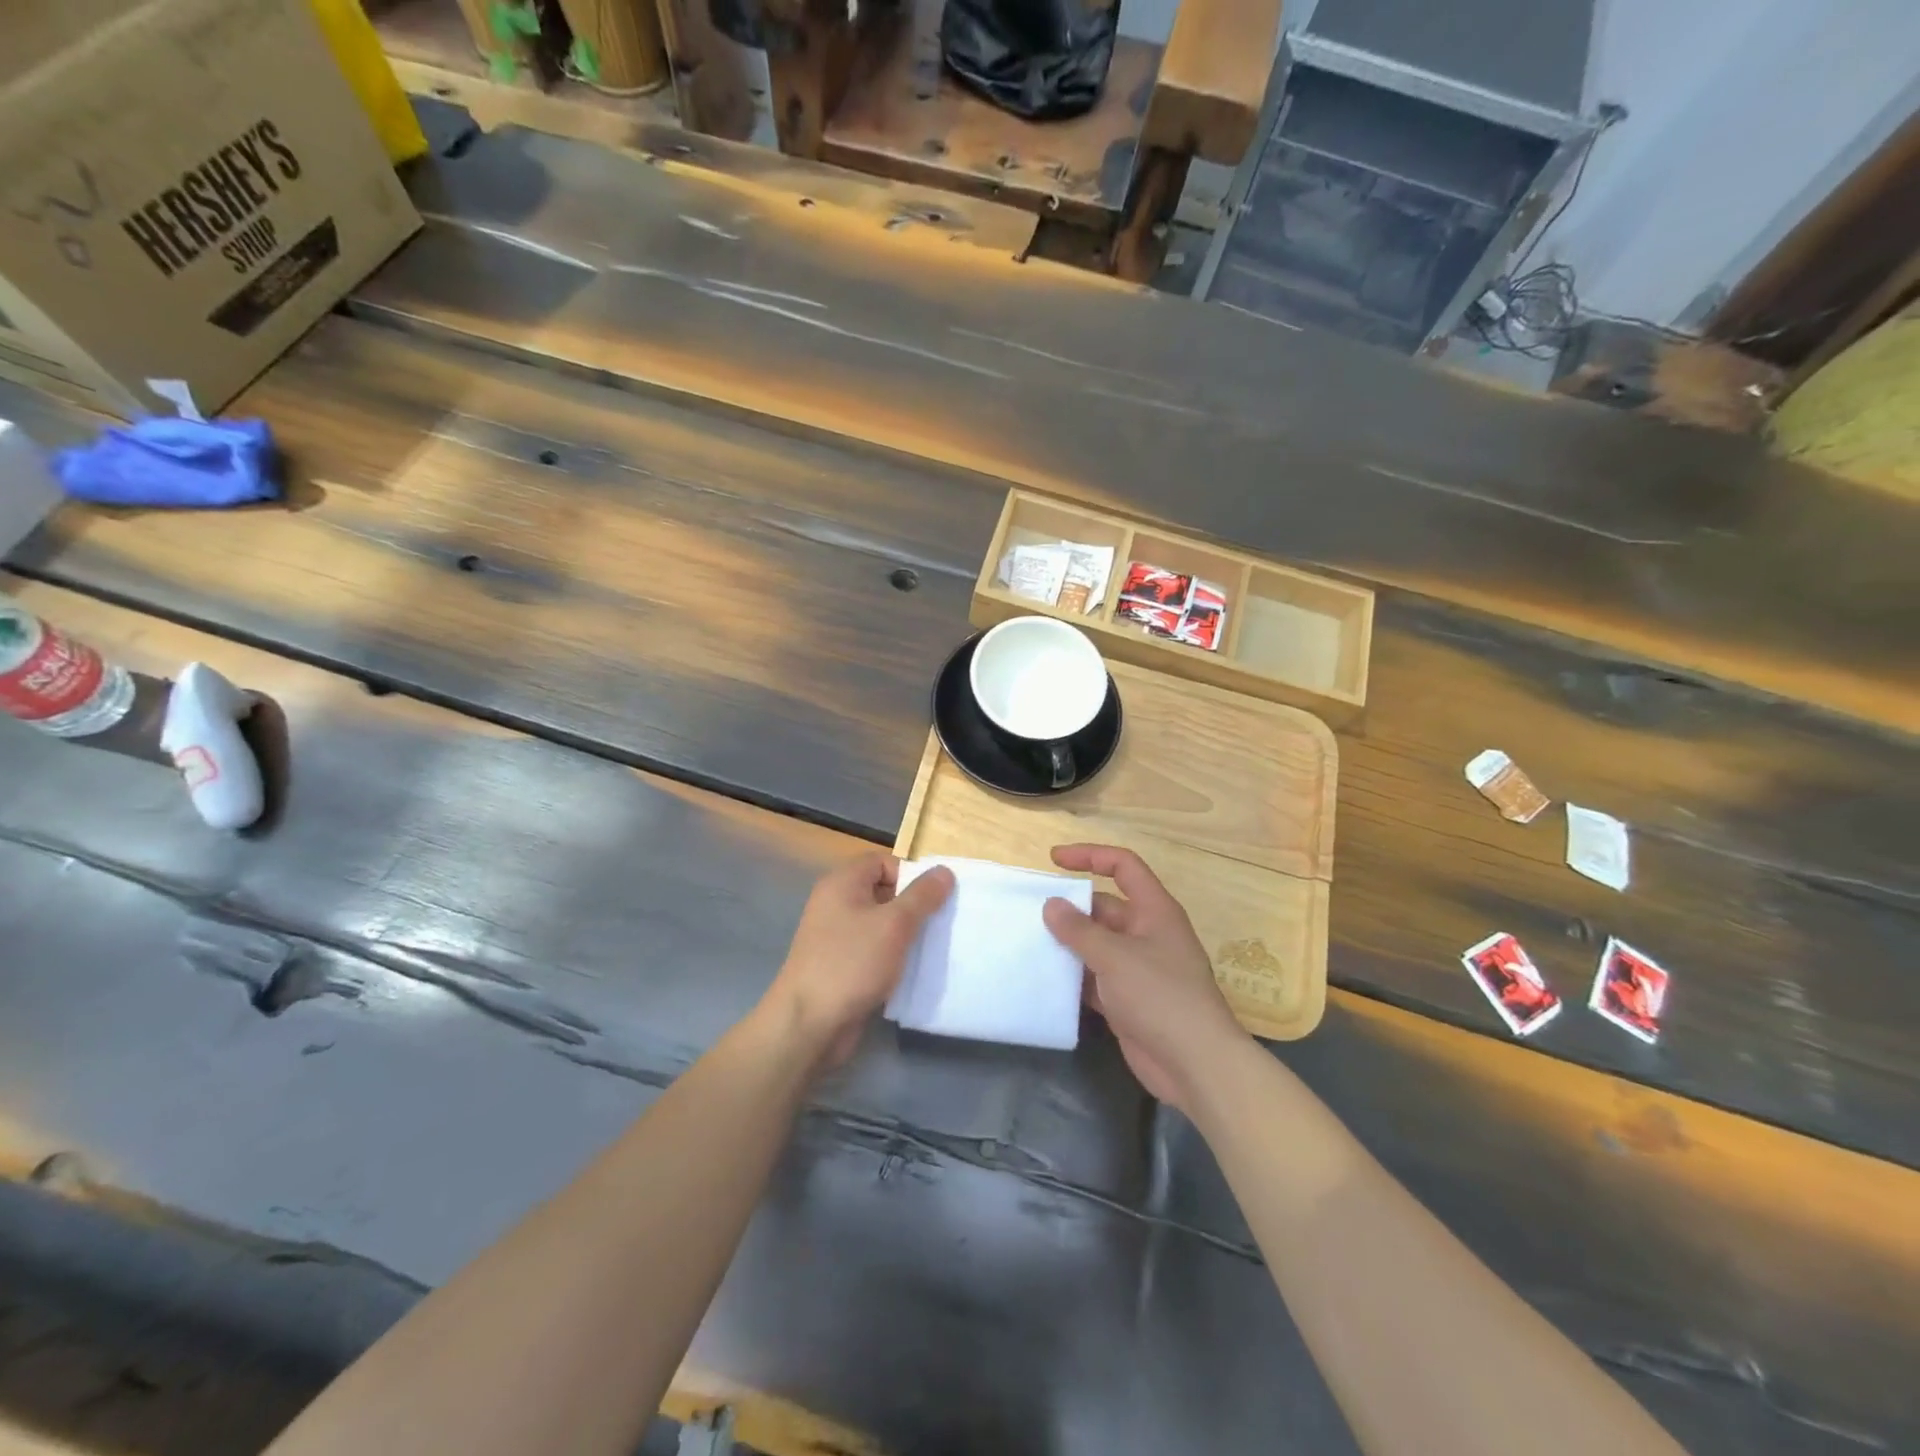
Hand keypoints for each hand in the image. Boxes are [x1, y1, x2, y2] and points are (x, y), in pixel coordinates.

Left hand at [761, 852, 953, 1068]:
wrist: (808, 1024)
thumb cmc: (851, 963)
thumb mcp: (894, 924)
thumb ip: (922, 896)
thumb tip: (944, 871)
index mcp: (842, 883)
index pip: (882, 861)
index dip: (909, 874)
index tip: (934, 898)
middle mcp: (836, 904)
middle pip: (882, 892)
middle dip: (913, 906)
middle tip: (940, 923)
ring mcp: (836, 937)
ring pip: (880, 924)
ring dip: (906, 934)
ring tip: (932, 948)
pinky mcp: (841, 966)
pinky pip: (873, 951)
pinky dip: (893, 957)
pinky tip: (913, 971)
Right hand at [1043, 844, 1246, 1113]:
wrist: (1195, 1065)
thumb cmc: (1160, 996)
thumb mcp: (1115, 956)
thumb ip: (1079, 930)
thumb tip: (1051, 905)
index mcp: (1154, 911)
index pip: (1123, 867)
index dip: (1090, 856)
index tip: (1054, 860)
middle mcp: (1147, 933)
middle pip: (1104, 907)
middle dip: (1071, 908)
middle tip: (1030, 913)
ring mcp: (1138, 968)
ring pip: (1096, 945)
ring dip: (1068, 944)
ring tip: (1028, 942)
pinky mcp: (1127, 1000)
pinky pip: (1094, 978)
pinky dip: (1073, 978)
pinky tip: (1043, 980)